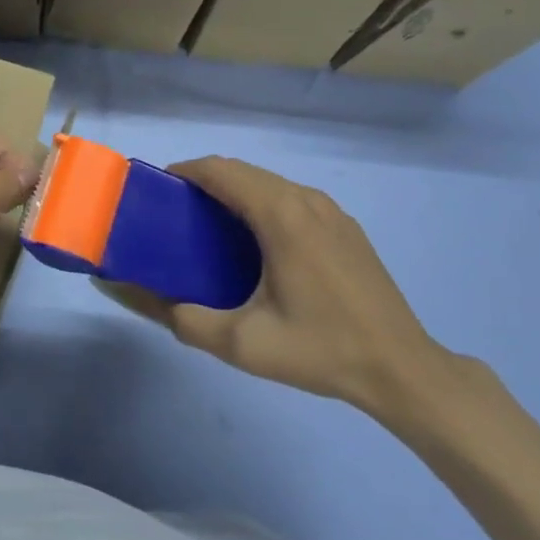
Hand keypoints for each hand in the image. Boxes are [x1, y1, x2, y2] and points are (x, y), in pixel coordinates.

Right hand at [128, 157, 450, 414]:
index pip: (220, 170)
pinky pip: (292, 198)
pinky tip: (256, 244)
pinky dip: (262, 204)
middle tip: (177, 214)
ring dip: (235, 191)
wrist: (402, 369)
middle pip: (243, 171)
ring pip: (269, 183)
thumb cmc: (320, 349)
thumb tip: (136, 297)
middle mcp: (305, 200)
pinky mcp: (345, 227)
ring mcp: (331, 211)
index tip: (158, 192)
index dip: (184, 172)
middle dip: (205, 181)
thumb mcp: (242, 343)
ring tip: (210, 227)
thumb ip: (184, 319)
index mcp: (279, 215)